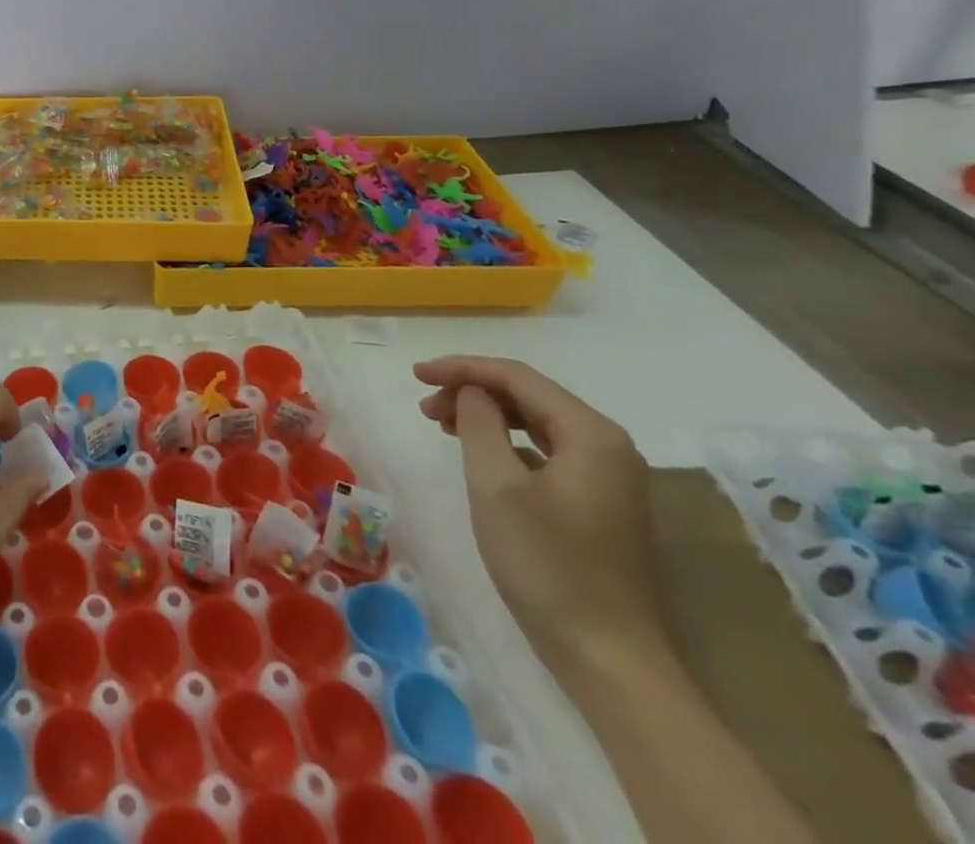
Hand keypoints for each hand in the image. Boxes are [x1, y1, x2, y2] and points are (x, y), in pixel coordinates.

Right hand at [414, 355, 662, 673]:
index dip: (463, 368)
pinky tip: (480, 455)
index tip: (416, 374)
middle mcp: (608, 446)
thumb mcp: (496, 484)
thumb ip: (479, 423)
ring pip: (536, 423)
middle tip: (425, 406)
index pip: (517, 377)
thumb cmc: (546, 563)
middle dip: (472, 391)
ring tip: (441, 424)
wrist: (606, 656)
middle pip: (529, 396)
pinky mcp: (599, 503)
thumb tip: (473, 393)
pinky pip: (545, 451)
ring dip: (486, 416)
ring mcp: (608, 477)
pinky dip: (507, 442)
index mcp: (591, 434)